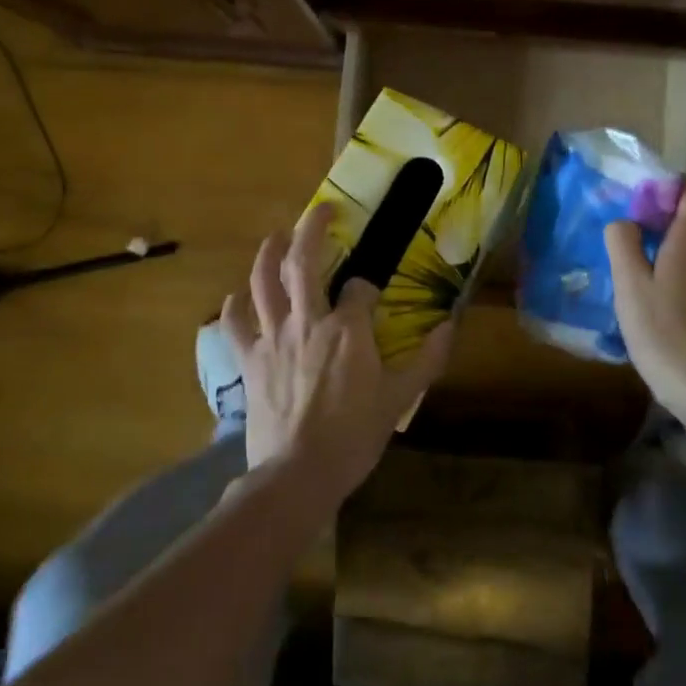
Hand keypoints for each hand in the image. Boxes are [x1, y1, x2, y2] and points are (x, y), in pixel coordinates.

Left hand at [221, 202, 453, 506]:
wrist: (298, 475)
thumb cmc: (354, 436)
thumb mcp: (400, 399)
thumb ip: (427, 359)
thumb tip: (451, 326)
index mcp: (347, 328)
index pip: (359, 287)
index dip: (367, 285)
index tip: (371, 294)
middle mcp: (308, 320)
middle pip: (303, 261)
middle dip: (311, 228)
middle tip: (321, 210)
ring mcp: (273, 337)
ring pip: (263, 280)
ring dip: (269, 252)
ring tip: (276, 236)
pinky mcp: (249, 359)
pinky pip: (235, 323)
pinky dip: (234, 305)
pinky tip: (238, 296)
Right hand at [605, 181, 685, 416]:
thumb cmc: (661, 330)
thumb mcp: (628, 282)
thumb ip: (623, 242)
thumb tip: (626, 222)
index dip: (673, 188)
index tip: (644, 206)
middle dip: (660, 226)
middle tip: (626, 247)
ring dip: (666, 256)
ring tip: (635, 282)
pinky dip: (676, 281)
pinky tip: (655, 310)